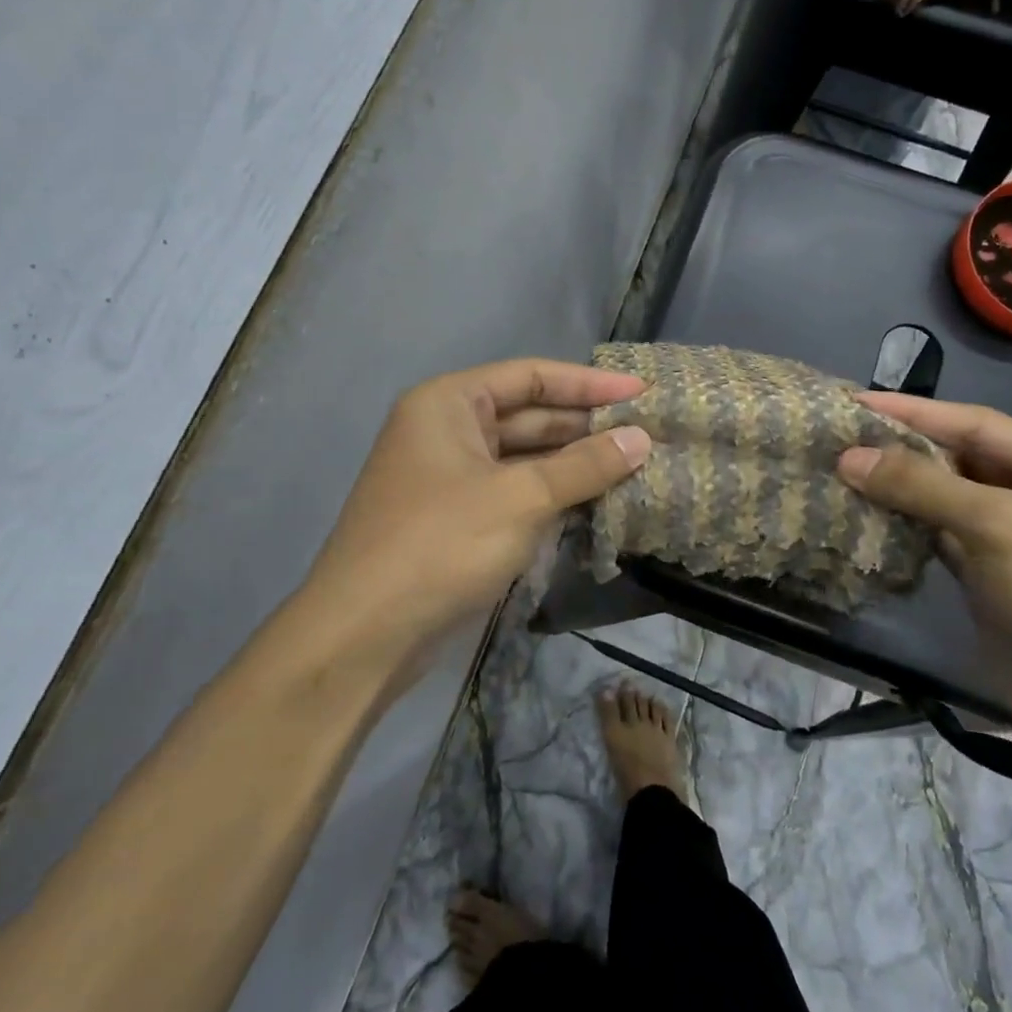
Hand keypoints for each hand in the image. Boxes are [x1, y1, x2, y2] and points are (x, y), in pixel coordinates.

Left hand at [299, 359, 651, 688]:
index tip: (642, 392)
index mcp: (449, 403)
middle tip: (647, 433)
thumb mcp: (520, 498)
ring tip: (635, 467)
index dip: (588, 383)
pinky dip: (553, 495)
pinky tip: (597, 502)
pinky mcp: (458, 519)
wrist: (364, 634)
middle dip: (585, 426)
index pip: (530, 377)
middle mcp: (447, 430)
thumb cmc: (440, 544)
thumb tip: (641, 438)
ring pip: (524, 458)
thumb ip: (584, 466)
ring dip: (574, 464)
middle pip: (528, 416)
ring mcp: (450, 477)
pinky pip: (515, 492)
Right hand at [837, 394, 1011, 749]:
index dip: (915, 411)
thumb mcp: (1000, 528)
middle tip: (842, 437)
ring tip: (844, 471)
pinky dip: (912, 528)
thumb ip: (922, 486)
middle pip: (966, 460)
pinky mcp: (1001, 582)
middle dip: (906, 450)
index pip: (981, 424)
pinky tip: (871, 517)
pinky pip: (949, 540)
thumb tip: (848, 457)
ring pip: (953, 502)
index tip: (854, 400)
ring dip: (904, 490)